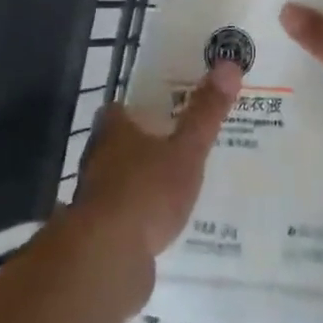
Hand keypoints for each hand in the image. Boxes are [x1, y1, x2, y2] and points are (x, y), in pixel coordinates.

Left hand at [74, 61, 242, 260]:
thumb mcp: (186, 151)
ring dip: (140, 182)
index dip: (138, 108)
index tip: (164, 110)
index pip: (119, 110)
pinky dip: (139, 216)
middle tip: (177, 146)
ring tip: (175, 185)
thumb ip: (206, 113)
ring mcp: (93, 198)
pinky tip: (162, 224)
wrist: (107, 258)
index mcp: (113, 132)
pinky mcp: (98, 233)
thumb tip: (229, 64)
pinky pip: (122, 216)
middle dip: (142, 145)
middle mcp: (96, 159)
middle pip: (117, 144)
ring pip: (118, 180)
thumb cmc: (147, 191)